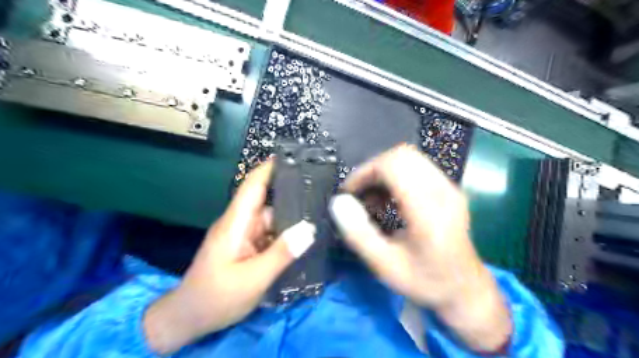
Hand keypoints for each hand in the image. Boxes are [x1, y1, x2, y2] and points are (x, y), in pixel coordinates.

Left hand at [144, 162, 315, 354]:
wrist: (189, 318)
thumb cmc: (216, 297)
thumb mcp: (253, 279)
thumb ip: (281, 254)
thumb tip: (309, 229)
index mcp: (236, 223)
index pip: (253, 186)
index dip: (270, 168)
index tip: (294, 157)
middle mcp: (240, 223)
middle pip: (268, 202)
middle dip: (293, 196)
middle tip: (323, 193)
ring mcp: (243, 235)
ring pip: (272, 220)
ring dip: (292, 219)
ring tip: (321, 217)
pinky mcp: (247, 247)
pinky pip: (270, 234)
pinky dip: (285, 235)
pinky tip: (304, 238)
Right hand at [329, 144, 512, 352]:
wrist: (464, 289)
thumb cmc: (424, 281)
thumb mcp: (384, 266)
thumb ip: (359, 234)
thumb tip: (338, 202)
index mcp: (429, 211)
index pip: (394, 166)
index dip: (365, 172)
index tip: (349, 193)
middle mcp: (443, 191)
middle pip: (402, 155)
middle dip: (372, 169)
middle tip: (359, 194)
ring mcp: (449, 187)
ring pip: (409, 157)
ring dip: (383, 171)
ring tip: (372, 198)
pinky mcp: (449, 188)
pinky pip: (417, 166)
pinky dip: (396, 175)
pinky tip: (388, 198)